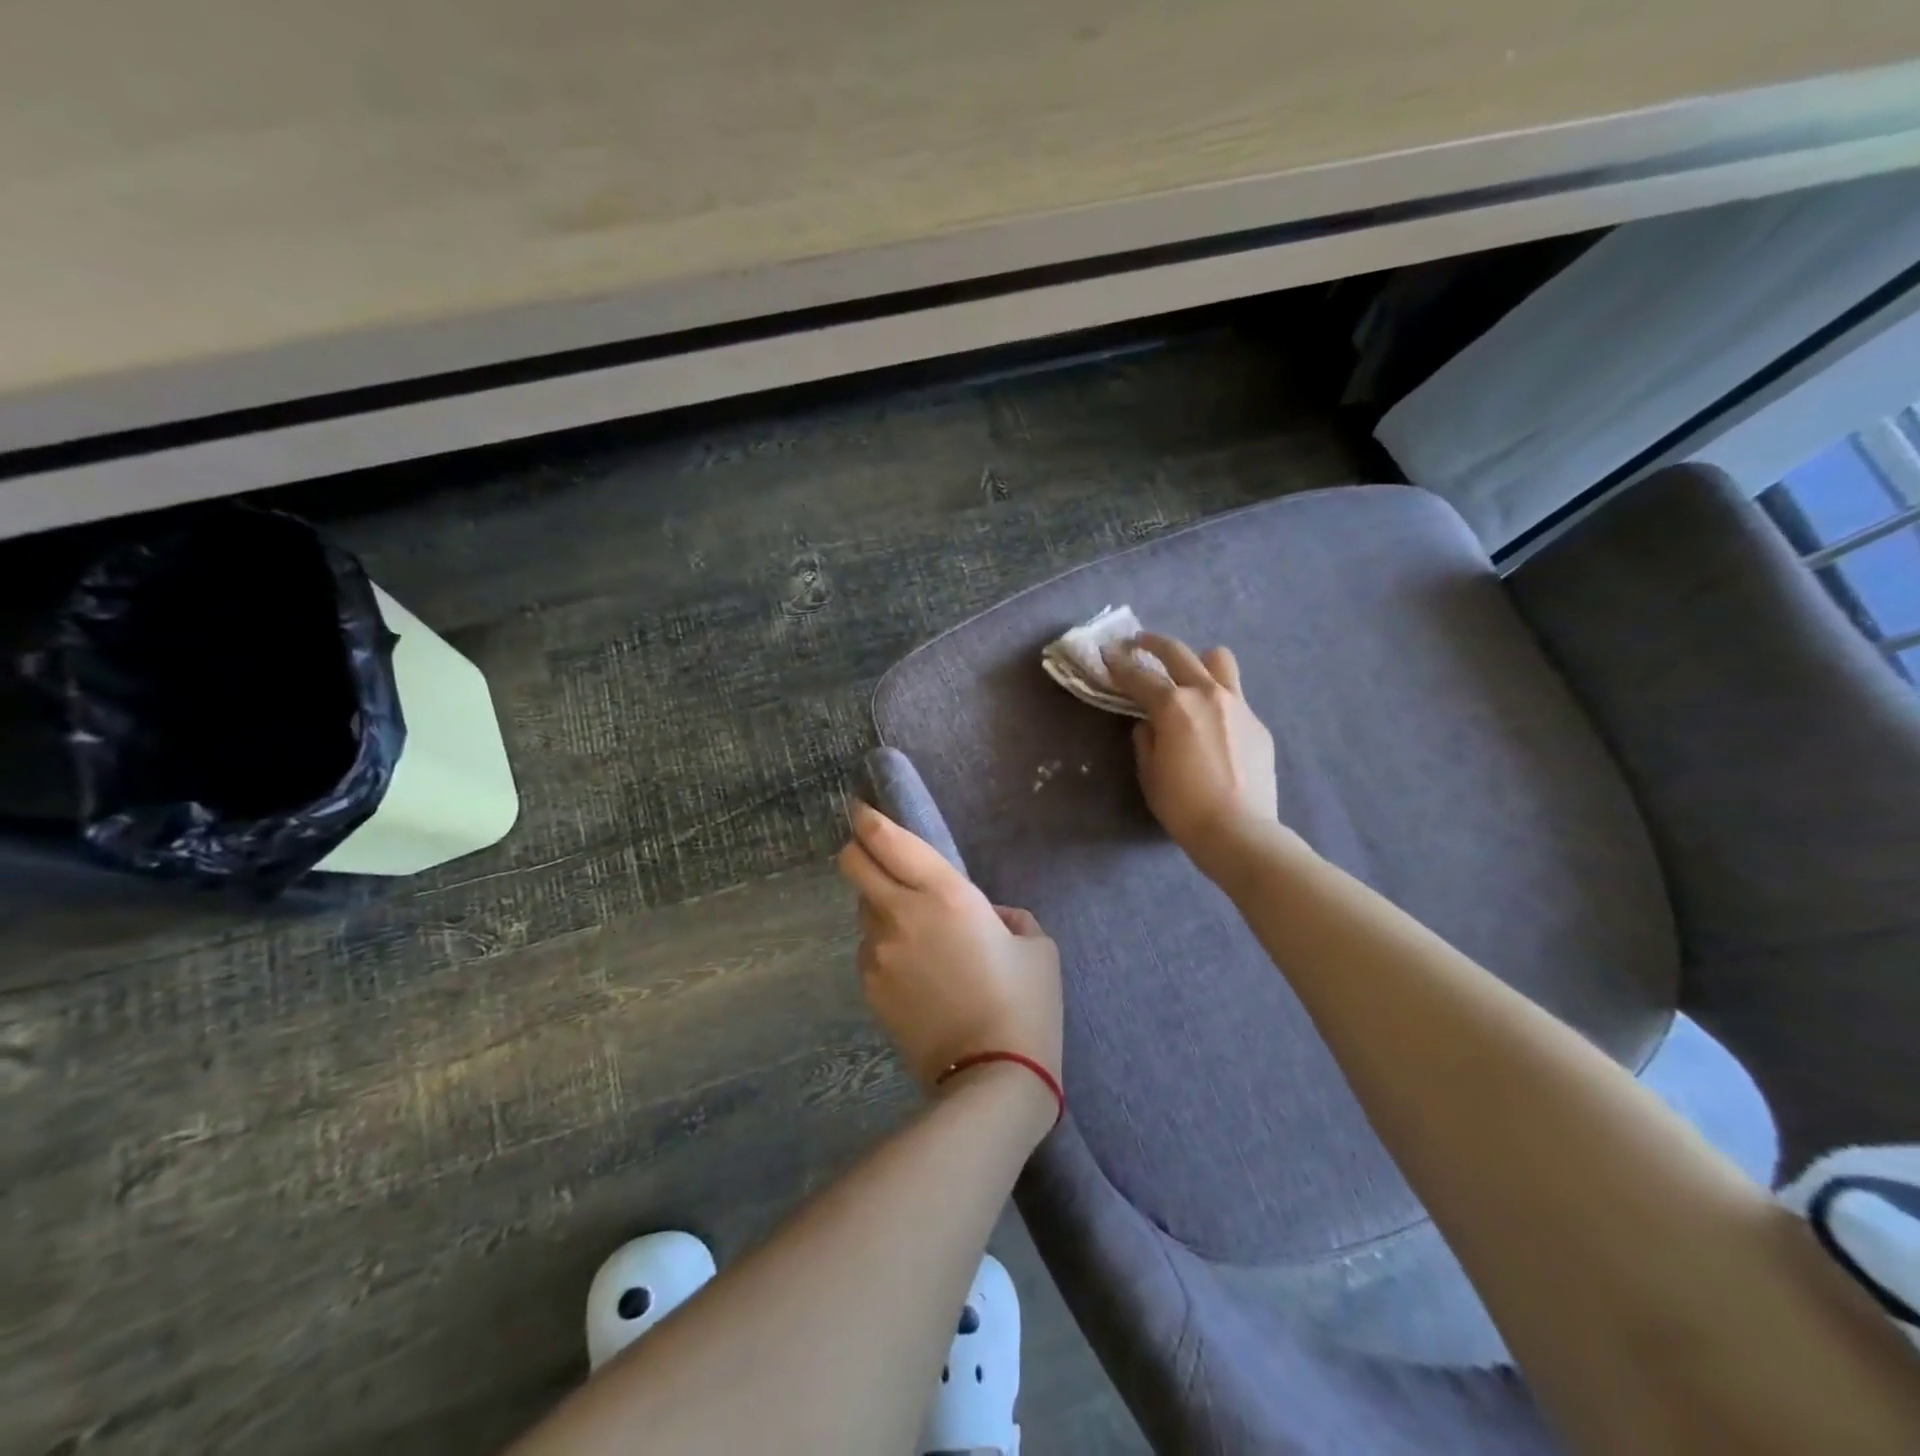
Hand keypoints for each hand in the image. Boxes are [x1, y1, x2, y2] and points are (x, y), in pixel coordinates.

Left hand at [837, 801, 1062, 1096]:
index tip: (861, 809)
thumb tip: (990, 918)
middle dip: (858, 850)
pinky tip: (914, 971)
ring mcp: (879, 954)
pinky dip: (885, 946)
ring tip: (914, 929)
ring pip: (863, 909)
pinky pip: (869, 950)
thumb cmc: (1025, 1004)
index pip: (887, 841)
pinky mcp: (869, 988)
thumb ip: (1009, 918)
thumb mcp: (1036, 947)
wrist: (992, 1078)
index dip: (866, 819)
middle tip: (875, 854)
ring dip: (879, 904)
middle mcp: (901, 915)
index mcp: (946, 894)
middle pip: (853, 864)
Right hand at [1103, 631, 1280, 877]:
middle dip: (1153, 644)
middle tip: (1138, 643)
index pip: (1139, 676)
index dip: (1119, 665)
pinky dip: (1218, 699)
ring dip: (1198, 661)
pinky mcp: (1258, 723)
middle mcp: (1207, 694)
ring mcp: (1238, 705)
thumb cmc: (1183, 806)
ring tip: (1187, 675)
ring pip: (1218, 660)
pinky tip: (1212, 725)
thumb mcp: (1149, 773)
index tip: (1107, 655)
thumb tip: (1149, 723)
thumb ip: (1145, 739)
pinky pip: (1235, 697)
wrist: (1240, 831)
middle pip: (1178, 653)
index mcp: (1174, 706)